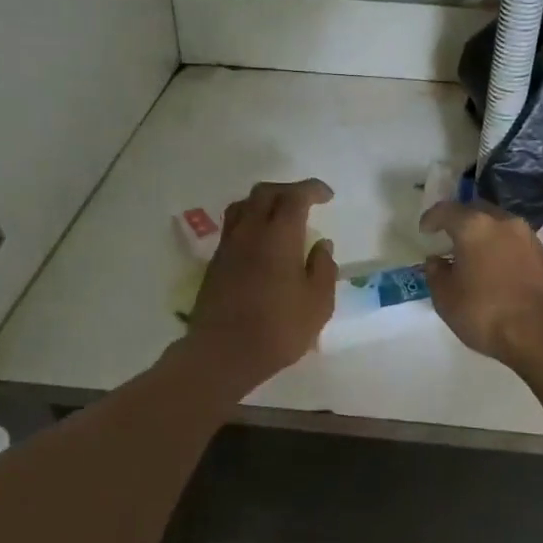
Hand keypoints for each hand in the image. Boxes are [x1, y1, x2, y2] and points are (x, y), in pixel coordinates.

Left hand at [187, 179, 337, 391]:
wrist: (222, 353)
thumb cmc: (278, 328)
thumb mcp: (317, 303)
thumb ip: (323, 269)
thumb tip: (322, 246)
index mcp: (279, 235)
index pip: (295, 197)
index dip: (312, 190)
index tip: (327, 196)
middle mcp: (250, 232)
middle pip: (265, 193)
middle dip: (288, 190)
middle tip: (306, 201)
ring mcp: (228, 246)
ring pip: (243, 206)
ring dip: (264, 202)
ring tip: (280, 216)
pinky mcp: (216, 263)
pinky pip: (234, 227)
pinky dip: (251, 222)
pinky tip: (261, 241)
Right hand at [418, 200, 542, 368]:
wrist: (540, 333)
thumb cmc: (485, 313)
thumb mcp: (446, 298)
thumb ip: (436, 274)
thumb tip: (437, 261)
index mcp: (475, 227)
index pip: (446, 210)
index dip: (431, 218)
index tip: (424, 231)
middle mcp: (503, 222)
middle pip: (476, 211)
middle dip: (460, 221)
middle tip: (448, 239)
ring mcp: (527, 236)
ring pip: (498, 225)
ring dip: (483, 234)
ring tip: (471, 255)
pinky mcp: (542, 254)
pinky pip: (513, 241)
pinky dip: (499, 247)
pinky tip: (493, 266)